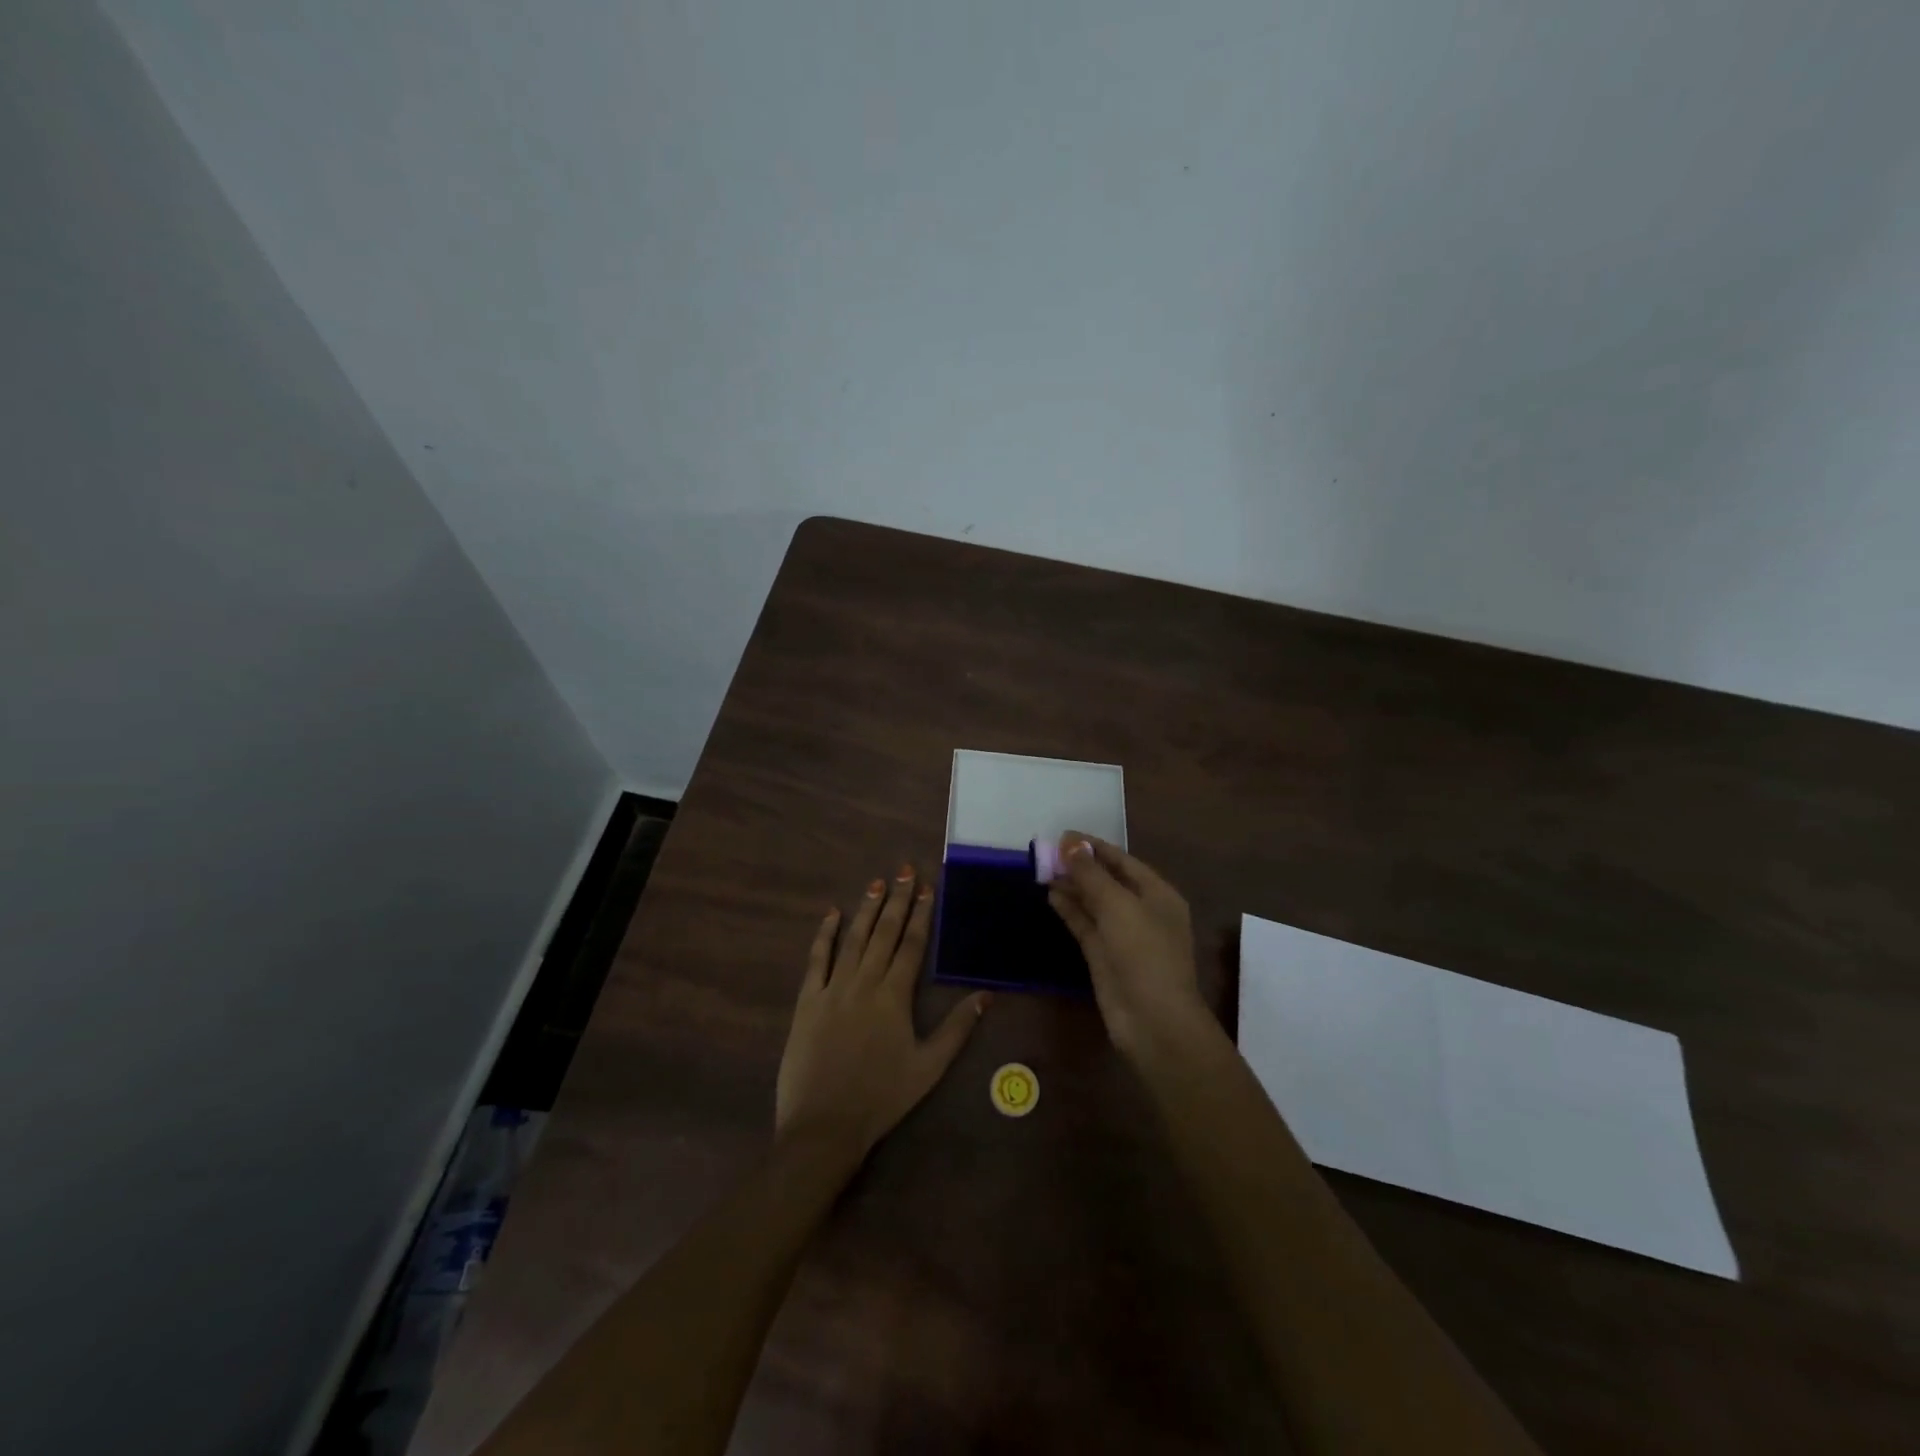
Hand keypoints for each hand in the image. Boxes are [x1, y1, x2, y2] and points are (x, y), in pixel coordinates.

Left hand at [775, 864, 989, 1156]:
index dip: (920, 914)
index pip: (911, 945)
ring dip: (866, 909)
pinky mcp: (806, 1001)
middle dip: (896, 900)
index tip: (926, 887)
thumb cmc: (882, 1097)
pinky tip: (831, 914)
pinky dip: (824, 935)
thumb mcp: (929, 1067)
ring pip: (853, 939)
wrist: (824, 1126)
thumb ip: (957, 1028)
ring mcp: (832, 989)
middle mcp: (864, 983)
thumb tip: (986, 995)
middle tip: (903, 871)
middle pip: (883, 933)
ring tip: (876, 882)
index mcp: (894, 997)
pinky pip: (816, 960)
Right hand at [1048, 835, 1210, 1061]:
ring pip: (1094, 902)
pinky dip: (1070, 909)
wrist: (1152, 1020)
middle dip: (1080, 866)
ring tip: (1043, 870)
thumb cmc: (1143, 953)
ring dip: (1072, 886)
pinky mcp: (1105, 956)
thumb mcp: (1118, 905)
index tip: (1063, 835)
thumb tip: (1070, 843)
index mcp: (1158, 894)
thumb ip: (1091, 874)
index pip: (1123, 860)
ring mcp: (1122, 935)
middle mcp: (1142, 911)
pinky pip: (1085, 924)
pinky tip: (1051, 895)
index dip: (1094, 847)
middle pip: (1107, 880)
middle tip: (1047, 852)